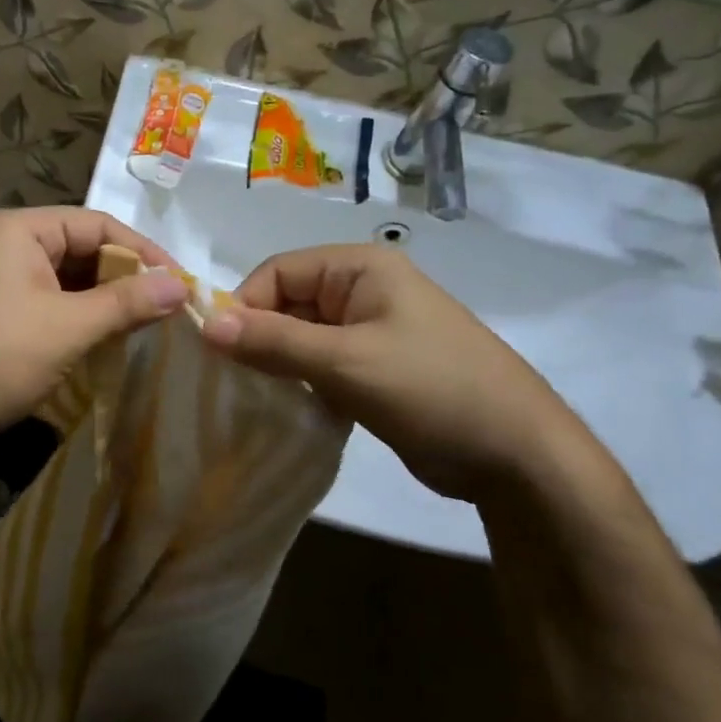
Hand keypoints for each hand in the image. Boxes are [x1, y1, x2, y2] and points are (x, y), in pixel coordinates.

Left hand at [0, 207, 187, 460]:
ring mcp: (1, 282)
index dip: (143, 251)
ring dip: (106, 301)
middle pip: (84, 250)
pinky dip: (83, 319)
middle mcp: (9, 245)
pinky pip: (53, 304)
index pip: (98, 224)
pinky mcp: (0, 315)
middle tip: (167, 307)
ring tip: (145, 325)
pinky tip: (109, 340)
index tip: (180, 282)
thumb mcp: (70, 326)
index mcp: (21, 229)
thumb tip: (182, 285)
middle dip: (125, 278)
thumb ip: (127, 302)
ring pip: (70, 281)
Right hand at [201, 244, 592, 501]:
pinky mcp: (375, 368)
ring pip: (301, 336)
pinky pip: (321, 363)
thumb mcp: (345, 361)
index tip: (219, 352)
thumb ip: (273, 340)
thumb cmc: (431, 389)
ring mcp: (371, 330)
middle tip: (232, 380)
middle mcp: (363, 290)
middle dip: (259, 337)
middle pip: (288, 302)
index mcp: (360, 267)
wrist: (516, 454)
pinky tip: (287, 408)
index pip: (277, 272)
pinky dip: (300, 382)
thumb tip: (204, 323)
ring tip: (255, 396)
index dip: (244, 306)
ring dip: (278, 363)